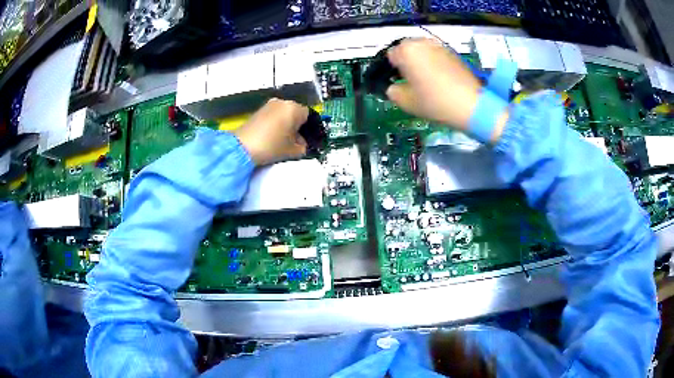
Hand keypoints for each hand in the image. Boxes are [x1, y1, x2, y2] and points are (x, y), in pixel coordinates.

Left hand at [234, 98, 308, 165]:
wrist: (242, 147)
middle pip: (296, 113)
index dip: (309, 129)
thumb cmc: (270, 146)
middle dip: (297, 126)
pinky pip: (274, 115)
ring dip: (286, 125)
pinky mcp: (259, 110)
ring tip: (283, 141)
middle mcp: (282, 102)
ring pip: (284, 114)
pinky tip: (273, 137)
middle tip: (296, 142)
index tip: (307, 140)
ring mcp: (269, 105)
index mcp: (294, 108)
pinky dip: (276, 124)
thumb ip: (303, 147)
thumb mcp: (292, 151)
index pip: (309, 116)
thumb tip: (302, 144)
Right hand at [386, 38, 506, 141]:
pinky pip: (436, 55)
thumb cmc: (436, 102)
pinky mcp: (453, 53)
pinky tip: (440, 79)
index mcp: (407, 51)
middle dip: (406, 62)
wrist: (472, 105)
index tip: (397, 81)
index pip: (390, 55)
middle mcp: (422, 43)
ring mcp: (439, 46)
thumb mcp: (406, 102)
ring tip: (426, 80)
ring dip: (420, 61)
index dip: (392, 69)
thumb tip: (393, 87)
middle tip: (411, 81)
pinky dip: (434, 63)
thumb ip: (392, 92)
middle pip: (407, 49)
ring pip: (422, 51)